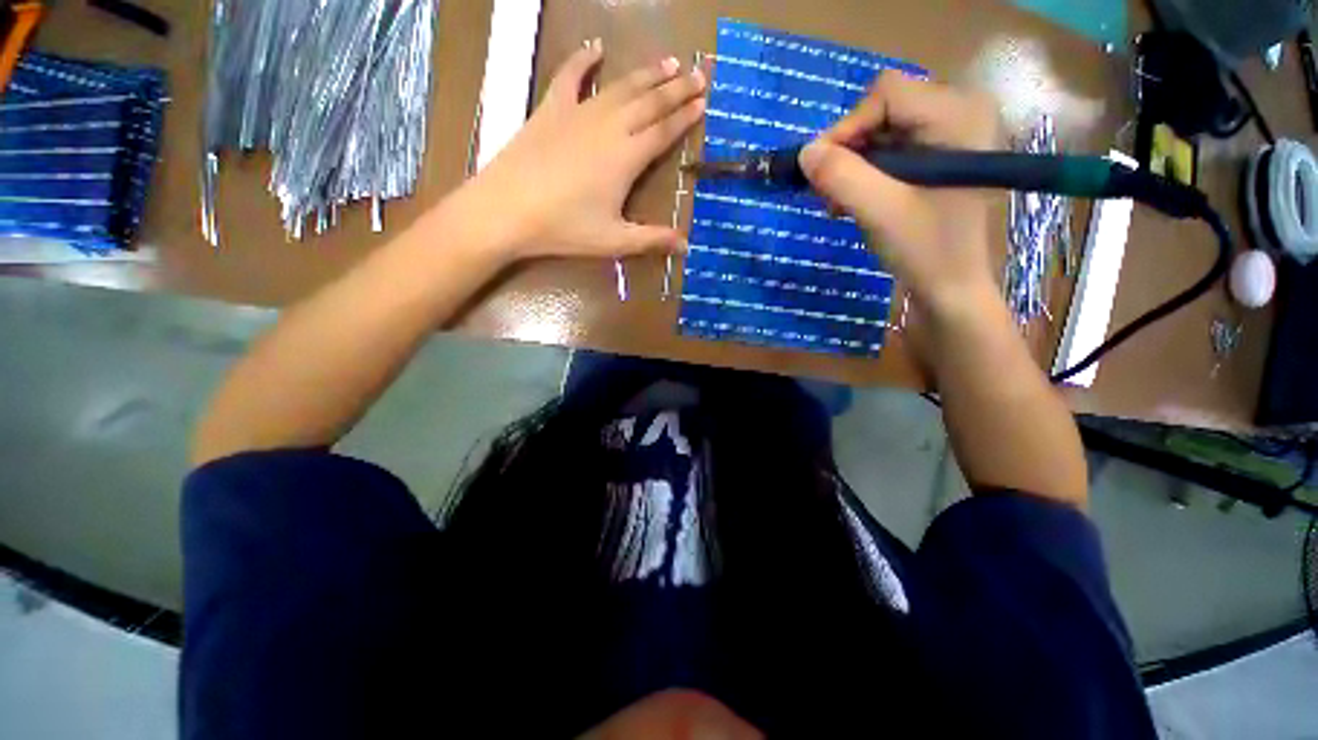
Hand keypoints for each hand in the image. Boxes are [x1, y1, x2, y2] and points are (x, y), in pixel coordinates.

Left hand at [455, 40, 705, 262]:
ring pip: (620, 87)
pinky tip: (595, 48)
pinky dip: (582, 60)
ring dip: (646, 74)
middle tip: (699, 74)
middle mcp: (609, 127)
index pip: (664, 130)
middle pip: (649, 102)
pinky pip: (569, 77)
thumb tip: (687, 245)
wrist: (507, 210)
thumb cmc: (565, 228)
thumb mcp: (614, 240)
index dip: (685, 116)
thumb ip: (652, 240)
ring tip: (668, 62)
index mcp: (627, 157)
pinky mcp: (551, 109)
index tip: (704, 102)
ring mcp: (578, 113)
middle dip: (677, 88)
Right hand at [797, 72, 1002, 318]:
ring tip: (837, 203)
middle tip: (827, 192)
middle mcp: (959, 112)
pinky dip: (864, 175)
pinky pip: (890, 152)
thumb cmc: (926, 250)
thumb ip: (841, 177)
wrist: (952, 288)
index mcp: (958, 114)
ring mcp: (950, 136)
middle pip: (883, 111)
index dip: (846, 127)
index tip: (819, 170)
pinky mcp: (939, 159)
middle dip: (848, 151)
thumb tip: (804, 152)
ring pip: (882, 133)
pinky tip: (853, 202)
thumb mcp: (880, 211)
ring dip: (852, 167)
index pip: (887, 94)